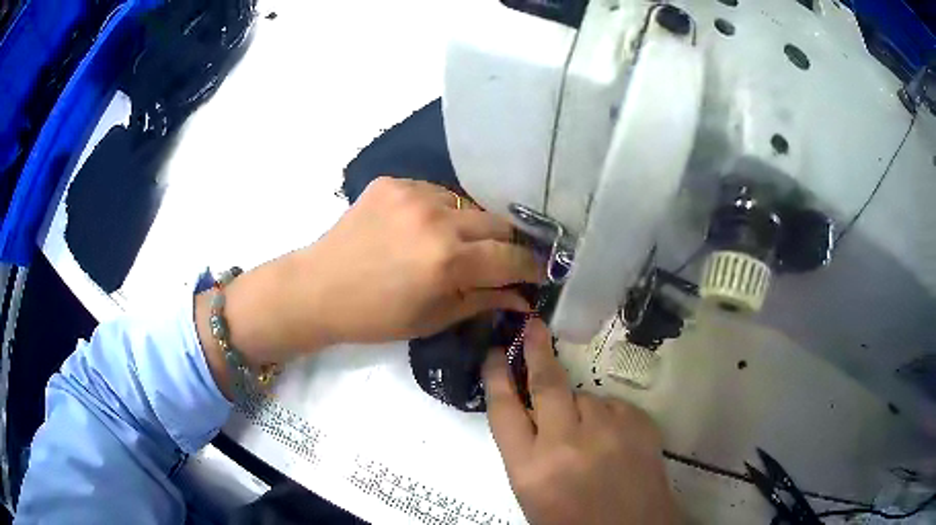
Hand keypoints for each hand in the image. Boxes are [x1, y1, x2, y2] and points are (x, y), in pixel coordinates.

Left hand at [199, 176, 542, 386]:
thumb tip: (524, 297)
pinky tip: (425, 229)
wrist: (318, 288)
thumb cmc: (376, 316)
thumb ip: (483, 300)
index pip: (511, 257)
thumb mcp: (434, 318)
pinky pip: (436, 193)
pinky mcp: (394, 182)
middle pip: (498, 223)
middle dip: (508, 244)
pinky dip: (442, 212)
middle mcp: (437, 219)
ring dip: (474, 227)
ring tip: (459, 245)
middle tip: (503, 260)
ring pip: (469, 205)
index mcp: (447, 260)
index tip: (541, 272)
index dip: (532, 267)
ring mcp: (413, 194)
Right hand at [483, 320, 677, 524]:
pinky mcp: (639, 423)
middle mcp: (567, 443)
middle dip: (536, 350)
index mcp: (530, 468)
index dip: (496, 376)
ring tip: (588, 439)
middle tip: (532, 327)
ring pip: (585, 396)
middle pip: (546, 383)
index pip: (504, 410)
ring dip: (579, 408)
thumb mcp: (532, 491)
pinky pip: (612, 405)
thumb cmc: (572, 519)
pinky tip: (612, 442)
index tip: (494, 352)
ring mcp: (608, 430)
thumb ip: (526, 450)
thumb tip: (529, 410)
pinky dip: (606, 417)